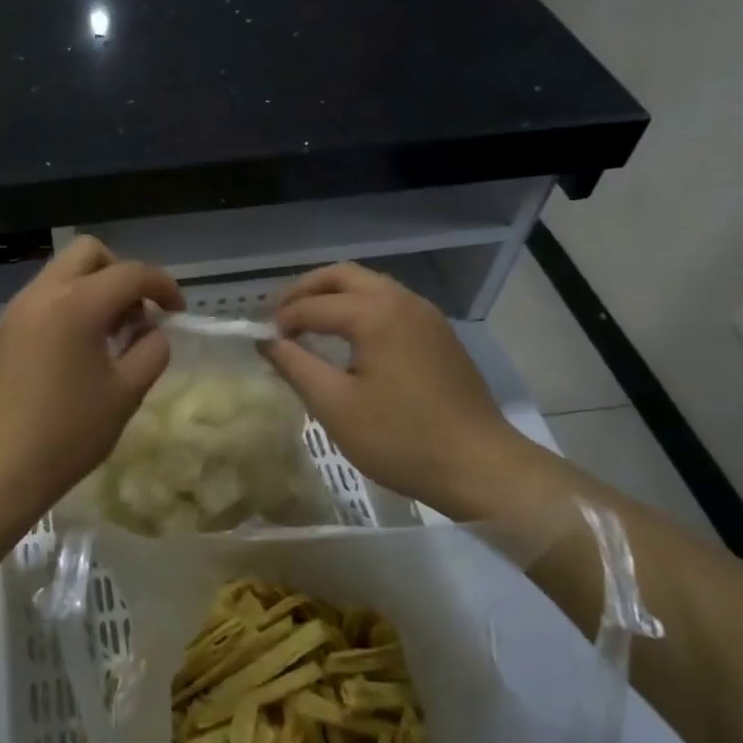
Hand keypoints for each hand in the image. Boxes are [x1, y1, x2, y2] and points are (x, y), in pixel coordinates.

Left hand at [0, 236, 183, 523]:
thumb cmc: (67, 434)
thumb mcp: (126, 394)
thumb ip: (151, 350)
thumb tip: (150, 331)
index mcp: (76, 304)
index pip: (130, 273)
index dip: (163, 286)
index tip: (178, 312)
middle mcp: (40, 294)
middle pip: (87, 253)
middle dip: (121, 273)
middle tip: (135, 315)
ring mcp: (12, 311)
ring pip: (59, 275)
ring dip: (91, 291)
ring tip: (105, 339)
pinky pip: (38, 302)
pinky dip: (65, 309)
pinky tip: (70, 355)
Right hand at [260, 262, 536, 518]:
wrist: (480, 466)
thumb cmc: (401, 439)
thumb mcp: (335, 406)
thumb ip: (295, 366)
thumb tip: (266, 341)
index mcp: (375, 314)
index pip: (313, 305)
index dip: (282, 321)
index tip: (262, 343)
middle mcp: (402, 301)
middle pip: (342, 276)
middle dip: (305, 291)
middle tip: (279, 317)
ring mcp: (425, 315)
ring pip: (369, 285)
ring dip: (333, 296)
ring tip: (307, 325)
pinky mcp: (438, 333)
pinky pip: (389, 303)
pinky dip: (359, 308)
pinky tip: (348, 339)